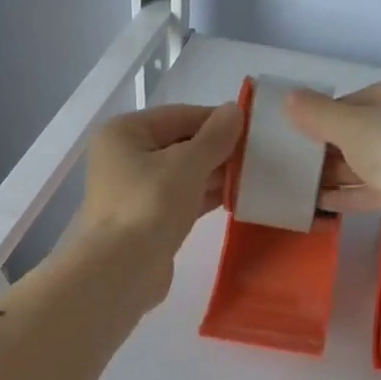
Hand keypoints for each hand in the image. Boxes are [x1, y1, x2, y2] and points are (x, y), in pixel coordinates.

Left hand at [71, 102, 243, 305]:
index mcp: (124, 132)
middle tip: (258, 155)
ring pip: (181, 173)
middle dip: (217, 150)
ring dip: (214, 174)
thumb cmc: (150, 205)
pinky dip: (204, 196)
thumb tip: (235, 110)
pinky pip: (180, 198)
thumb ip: (215, 137)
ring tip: (254, 176)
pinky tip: (236, 198)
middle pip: (179, 144)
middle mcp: (124, 156)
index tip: (253, 128)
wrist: (122, 270)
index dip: (216, 120)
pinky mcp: (146, 219)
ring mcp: (134, 190)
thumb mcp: (187, 164)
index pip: (178, 115)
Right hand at [284, 62, 380, 248]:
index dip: (334, 115)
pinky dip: (355, 192)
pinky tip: (322, 202)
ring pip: (379, 160)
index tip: (309, 131)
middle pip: (374, 128)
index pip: (368, 96)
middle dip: (337, 148)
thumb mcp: (347, 123)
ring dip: (341, 173)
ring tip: (306, 184)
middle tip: (304, 159)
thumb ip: (316, 112)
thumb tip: (289, 100)